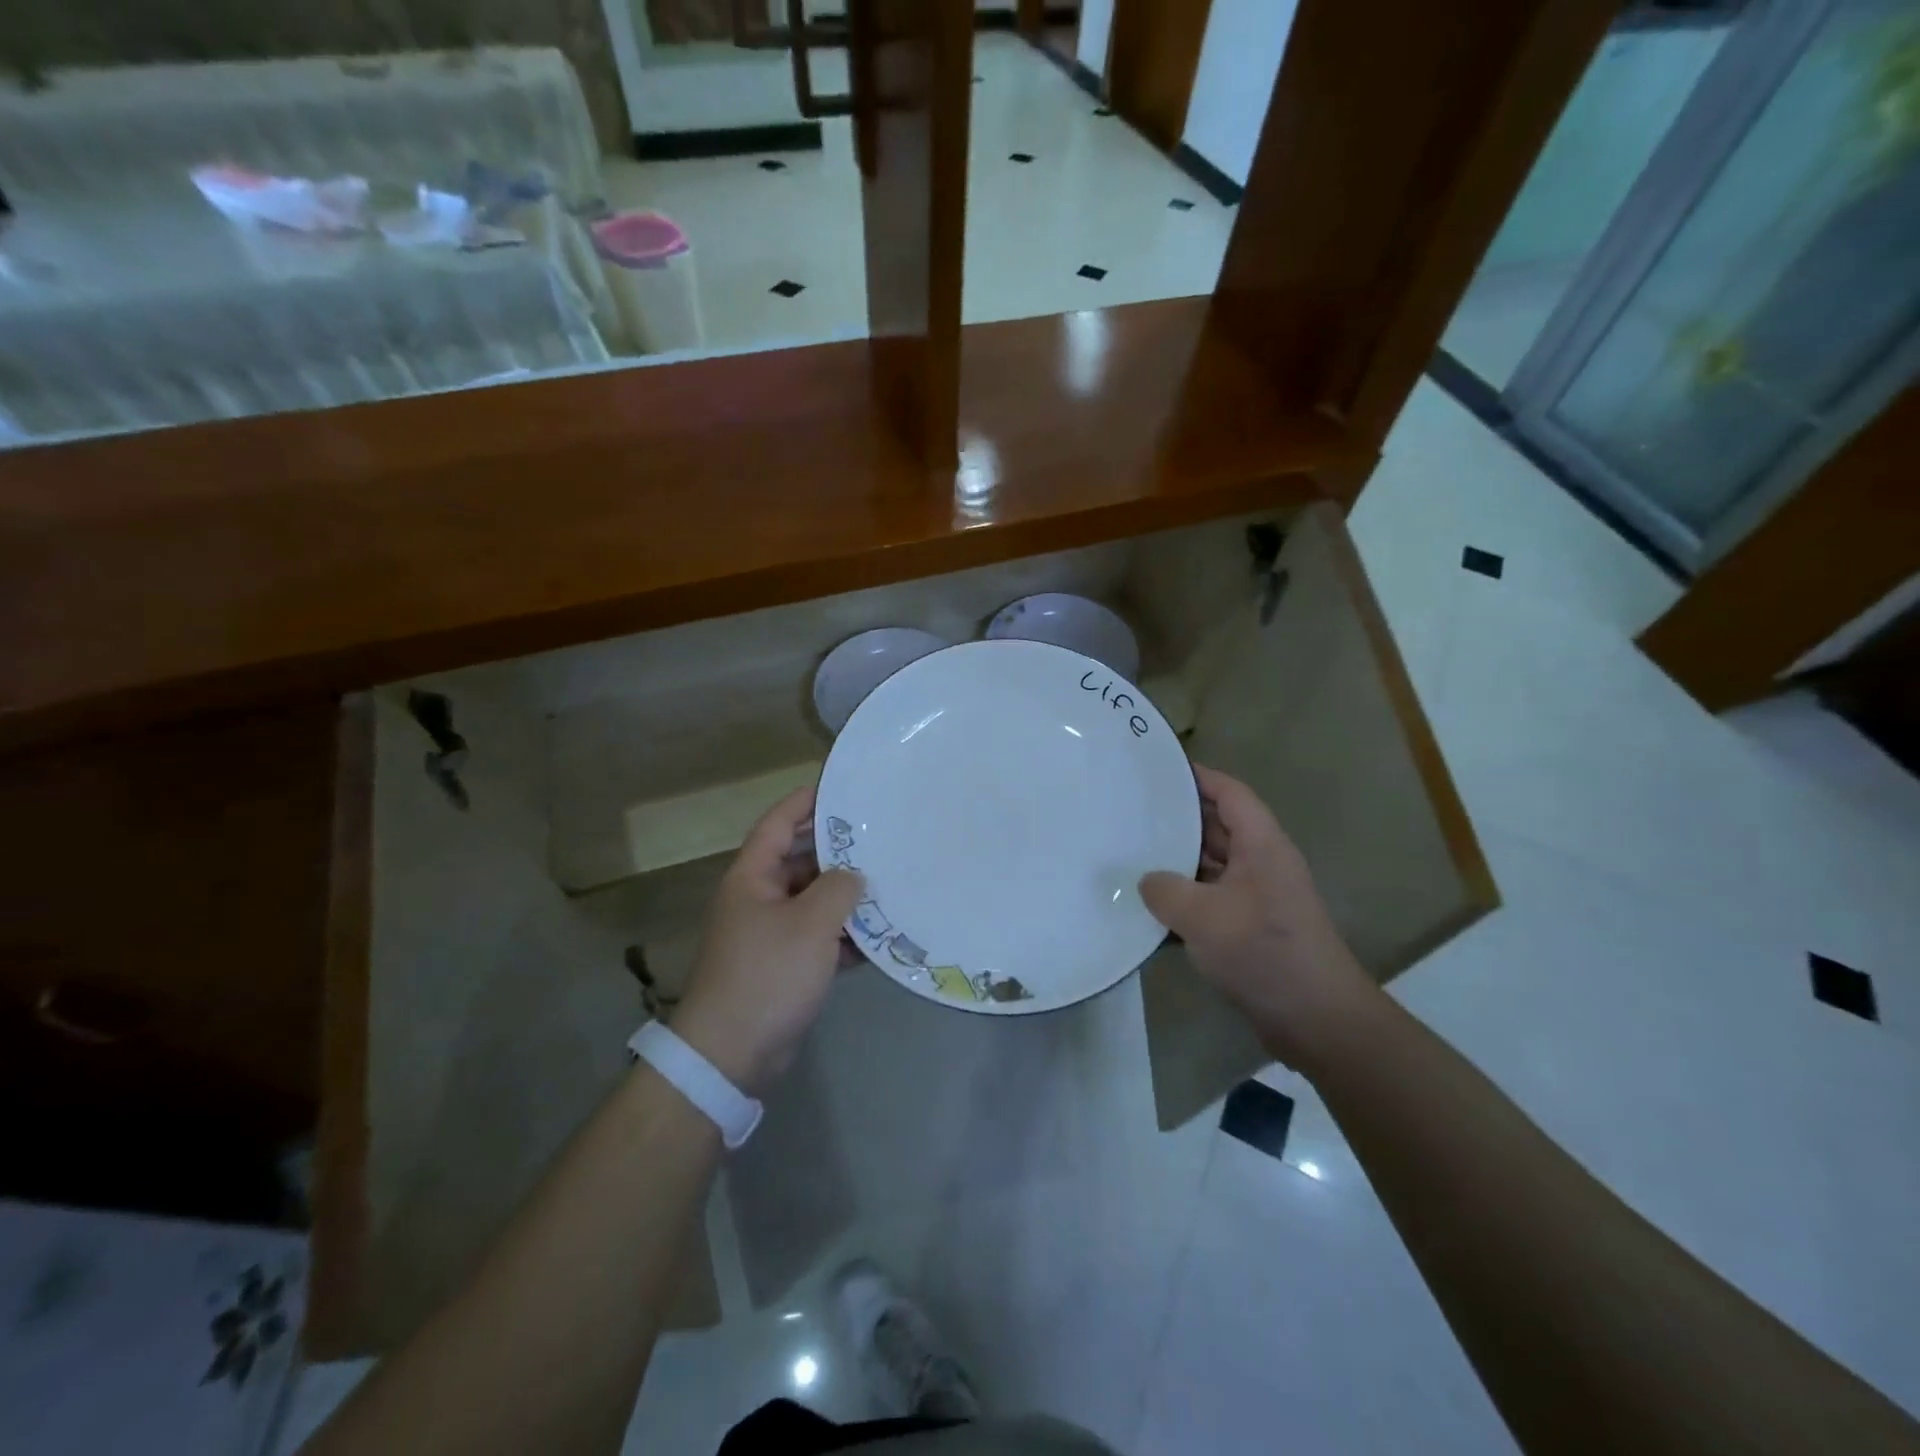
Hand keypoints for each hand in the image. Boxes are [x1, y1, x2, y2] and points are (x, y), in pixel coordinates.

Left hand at [671, 787, 863, 1095]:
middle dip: (838, 853)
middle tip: (880, 839)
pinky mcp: (783, 967)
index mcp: (752, 878)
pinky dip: (844, 936)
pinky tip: (879, 938)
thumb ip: (839, 889)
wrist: (732, 1053)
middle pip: (800, 863)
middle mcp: (758, 899)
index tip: (838, 788)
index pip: (777, 825)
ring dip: (846, 898)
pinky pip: (819, 938)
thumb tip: (853, 876)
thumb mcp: (811, 923)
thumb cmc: (768, 974)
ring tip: (889, 884)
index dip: (804, 803)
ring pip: (813, 902)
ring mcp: (770, 935)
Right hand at [1138, 765, 1375, 1070]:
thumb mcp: (1202, 916)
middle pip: (1219, 827)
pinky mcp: (1251, 930)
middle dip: (1179, 819)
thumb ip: (1165, 889)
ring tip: (1132, 854)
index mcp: (1262, 845)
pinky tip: (1149, 908)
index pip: (1230, 794)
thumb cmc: (1263, 952)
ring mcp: (1258, 899)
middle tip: (1132, 812)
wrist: (1316, 1020)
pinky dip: (1185, 899)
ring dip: (1178, 862)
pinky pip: (1211, 900)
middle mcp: (1263, 864)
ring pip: (1212, 866)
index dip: (1198, 777)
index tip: (1159, 769)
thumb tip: (1147, 880)